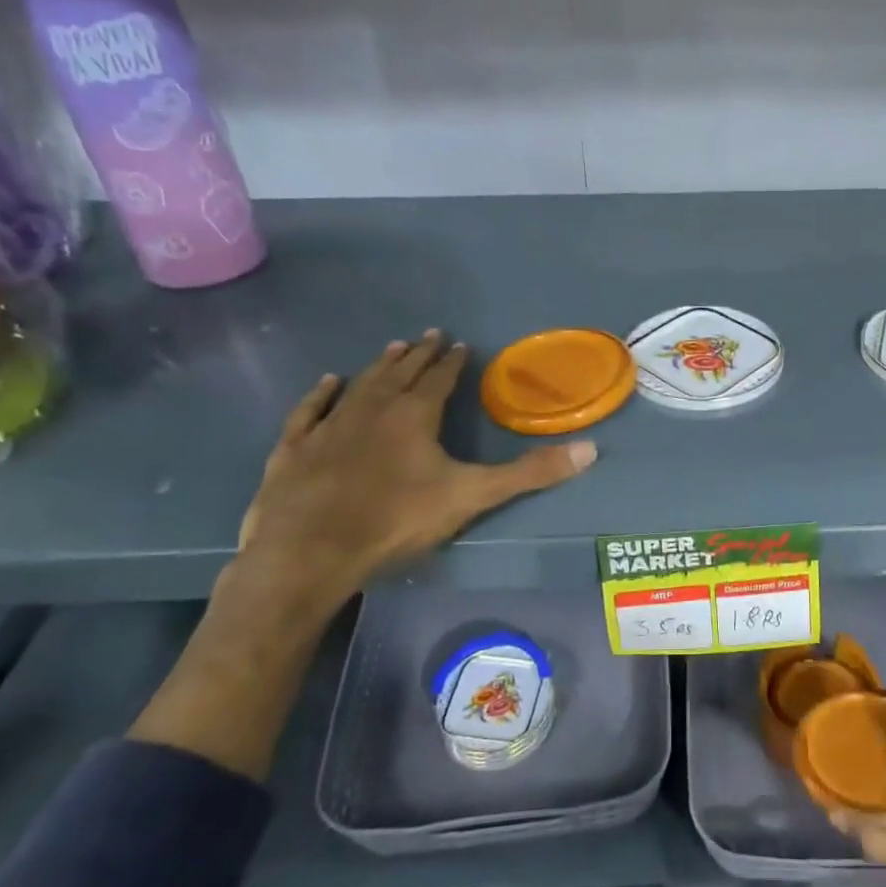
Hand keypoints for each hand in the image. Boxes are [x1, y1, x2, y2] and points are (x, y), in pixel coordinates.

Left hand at [236, 331, 596, 610]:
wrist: (309, 552)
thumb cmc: (395, 520)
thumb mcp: (472, 497)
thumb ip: (529, 474)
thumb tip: (590, 450)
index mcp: (414, 416)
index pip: (439, 379)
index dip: (452, 362)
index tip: (460, 344)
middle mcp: (372, 409)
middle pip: (400, 373)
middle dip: (418, 354)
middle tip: (429, 335)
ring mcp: (330, 426)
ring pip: (360, 385)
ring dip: (379, 366)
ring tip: (393, 347)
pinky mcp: (295, 448)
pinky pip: (310, 410)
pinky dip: (321, 394)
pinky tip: (329, 382)